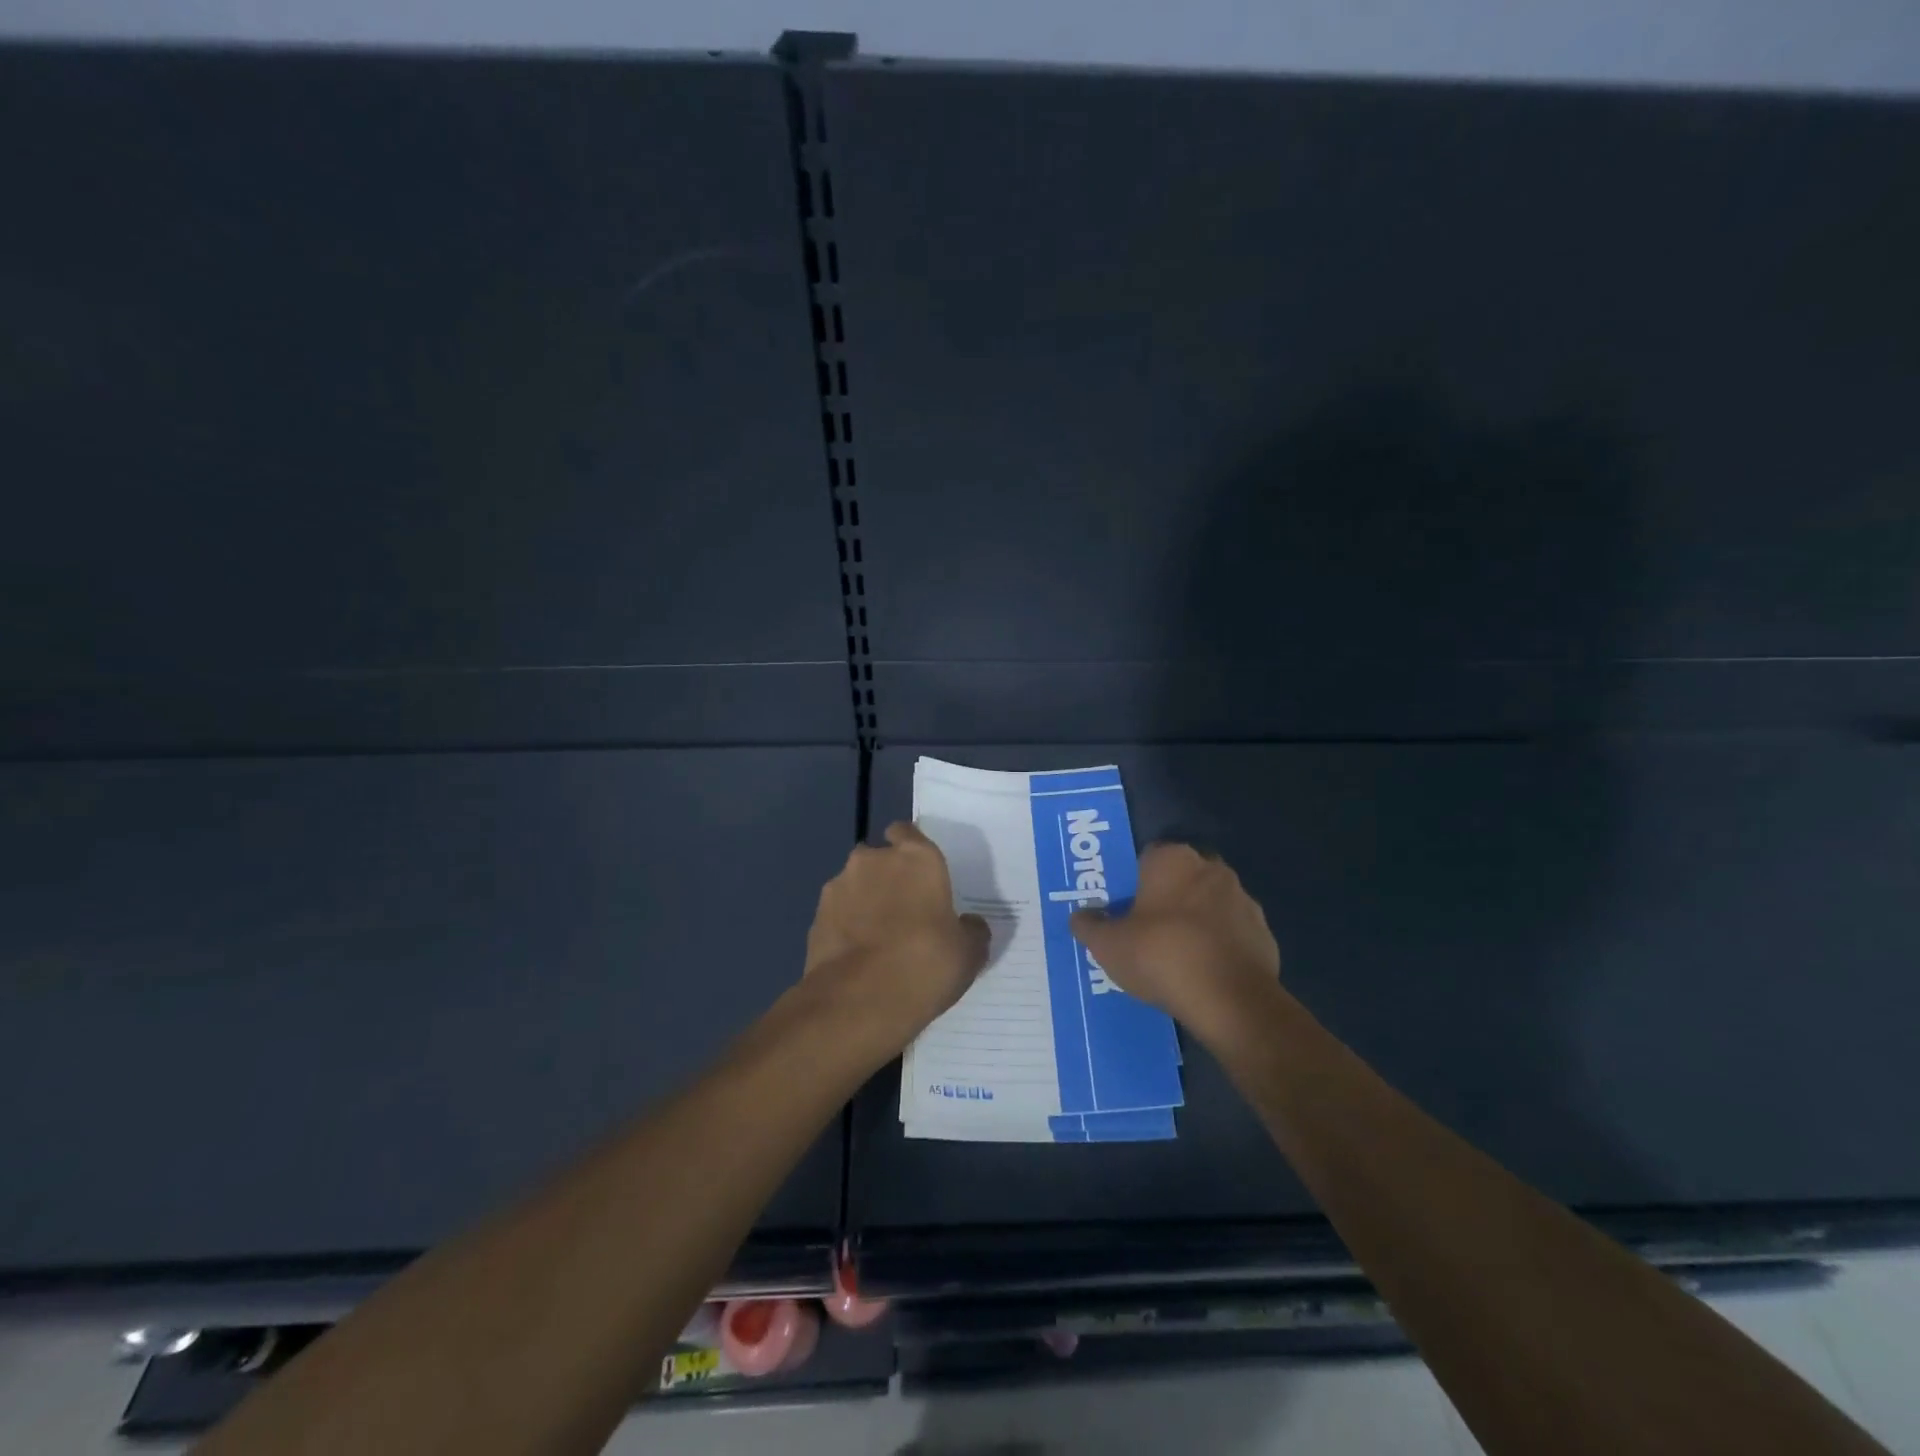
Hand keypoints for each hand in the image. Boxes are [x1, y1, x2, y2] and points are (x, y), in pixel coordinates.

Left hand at [802, 821, 990, 1058]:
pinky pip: (836, 915)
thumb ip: (970, 930)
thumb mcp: (968, 953)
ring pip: (854, 886)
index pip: (907, 832)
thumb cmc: (926, 963)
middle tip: (902, 913)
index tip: (918, 873)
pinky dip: (844, 928)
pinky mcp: (815, 917)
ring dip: (863, 902)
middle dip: (886, 878)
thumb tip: (969, 925)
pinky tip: (857, 958)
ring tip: (876, 941)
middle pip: (878, 859)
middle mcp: (873, 860)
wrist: (859, 1000)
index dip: (910, 849)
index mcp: (917, 857)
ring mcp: (839, 886)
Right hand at [1069, 843, 1279, 1039]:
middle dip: (1165, 898)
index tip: (1122, 908)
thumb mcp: (1108, 945)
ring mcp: (1243, 900)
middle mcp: (1211, 868)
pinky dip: (1218, 946)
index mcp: (1173, 859)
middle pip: (1180, 878)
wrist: (1230, 1000)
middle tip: (1144, 930)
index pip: (1146, 858)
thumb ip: (1089, 926)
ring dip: (1195, 921)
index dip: (1132, 882)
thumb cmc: (1161, 955)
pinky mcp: (1264, 933)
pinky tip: (1202, 972)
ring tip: (1175, 955)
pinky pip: (1231, 933)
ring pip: (1209, 904)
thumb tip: (1080, 916)